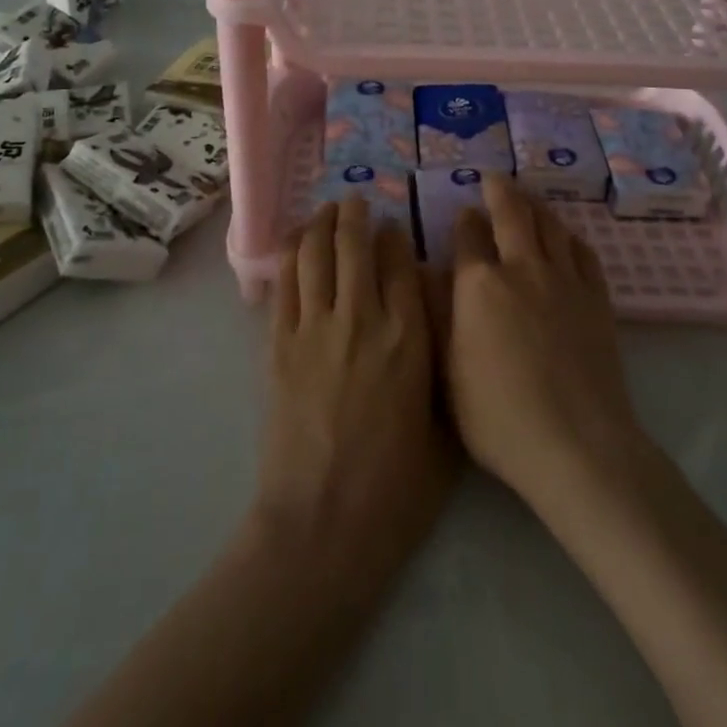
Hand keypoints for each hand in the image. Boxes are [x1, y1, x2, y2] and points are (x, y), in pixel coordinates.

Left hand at [256, 198, 455, 564]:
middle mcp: (363, 318)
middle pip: (355, 246)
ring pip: (316, 254)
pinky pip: (286, 284)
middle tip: (357, 201)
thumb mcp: (446, 428)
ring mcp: (315, 328)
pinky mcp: (279, 345)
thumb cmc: (397, 489)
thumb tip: (435, 327)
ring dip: (322, 224)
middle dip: (357, 216)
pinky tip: (297, 241)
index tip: (394, 227)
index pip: (401, 263)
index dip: (396, 237)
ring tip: (327, 209)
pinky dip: (291, 254)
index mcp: (410, 337)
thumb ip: (443, 369)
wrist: (323, 525)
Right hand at [447, 177, 644, 509]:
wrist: (576, 443)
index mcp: (479, 285)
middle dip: (499, 191)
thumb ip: (436, 315)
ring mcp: (564, 280)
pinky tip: (565, 236)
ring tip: (527, 196)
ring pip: (550, 225)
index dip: (464, 221)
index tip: (464, 213)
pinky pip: (583, 251)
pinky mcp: (596, 298)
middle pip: (512, 214)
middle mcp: (522, 268)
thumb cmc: (497, 416)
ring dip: (535, 205)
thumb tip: (427, 272)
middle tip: (493, 177)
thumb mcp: (446, 371)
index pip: (468, 236)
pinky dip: (569, 235)